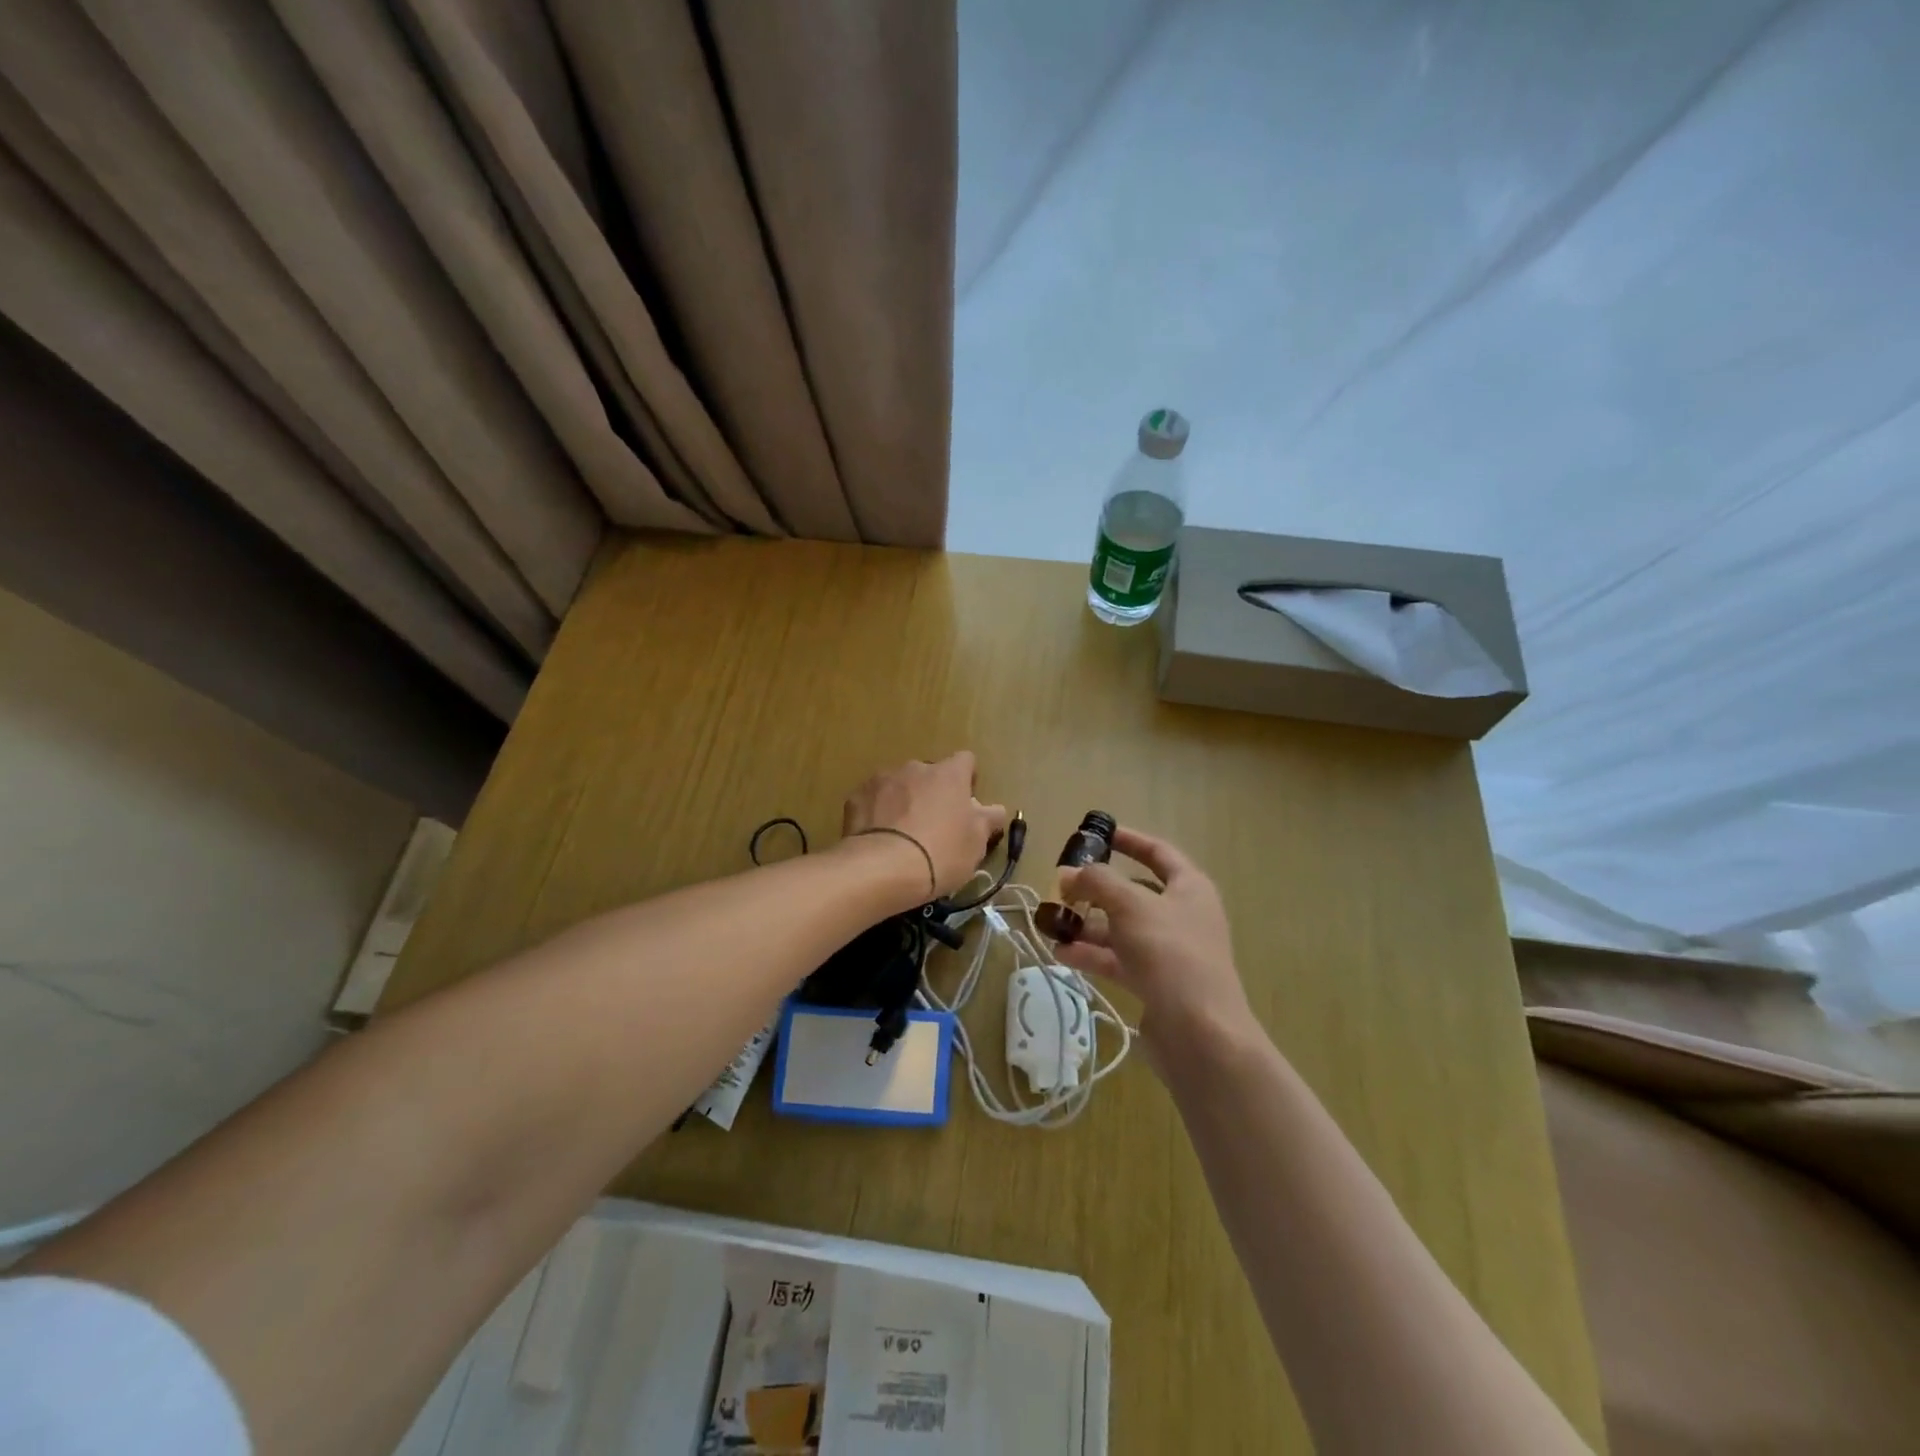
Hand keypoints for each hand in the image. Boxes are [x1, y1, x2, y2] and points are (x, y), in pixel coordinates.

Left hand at [841, 752, 1008, 900]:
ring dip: (903, 801)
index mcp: (949, 774)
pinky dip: (877, 813)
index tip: (964, 804)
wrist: (882, 869)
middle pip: (929, 774)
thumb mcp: (976, 843)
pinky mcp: (856, 797)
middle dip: (932, 793)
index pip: (965, 761)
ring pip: (899, 785)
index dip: (967, 780)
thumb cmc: (940, 853)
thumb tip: (994, 810)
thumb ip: (988, 819)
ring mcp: (882, 779)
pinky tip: (878, 839)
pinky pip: (873, 800)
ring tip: (902, 836)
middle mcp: (916, 768)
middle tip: (932, 826)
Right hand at [1053, 826, 1254, 1070]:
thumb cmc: (1169, 953)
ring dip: (1088, 924)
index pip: (1158, 852)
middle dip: (1097, 890)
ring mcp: (1169, 952)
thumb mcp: (1130, 905)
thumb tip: (1067, 874)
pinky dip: (1092, 954)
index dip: (1129, 840)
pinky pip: (1119, 959)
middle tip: (1063, 887)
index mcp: (1189, 888)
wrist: (1200, 1033)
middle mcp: (1182, 915)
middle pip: (1134, 892)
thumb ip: (1096, 882)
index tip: (1097, 834)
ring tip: (1052, 924)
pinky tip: (1062, 954)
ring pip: (1122, 928)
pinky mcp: (1156, 983)